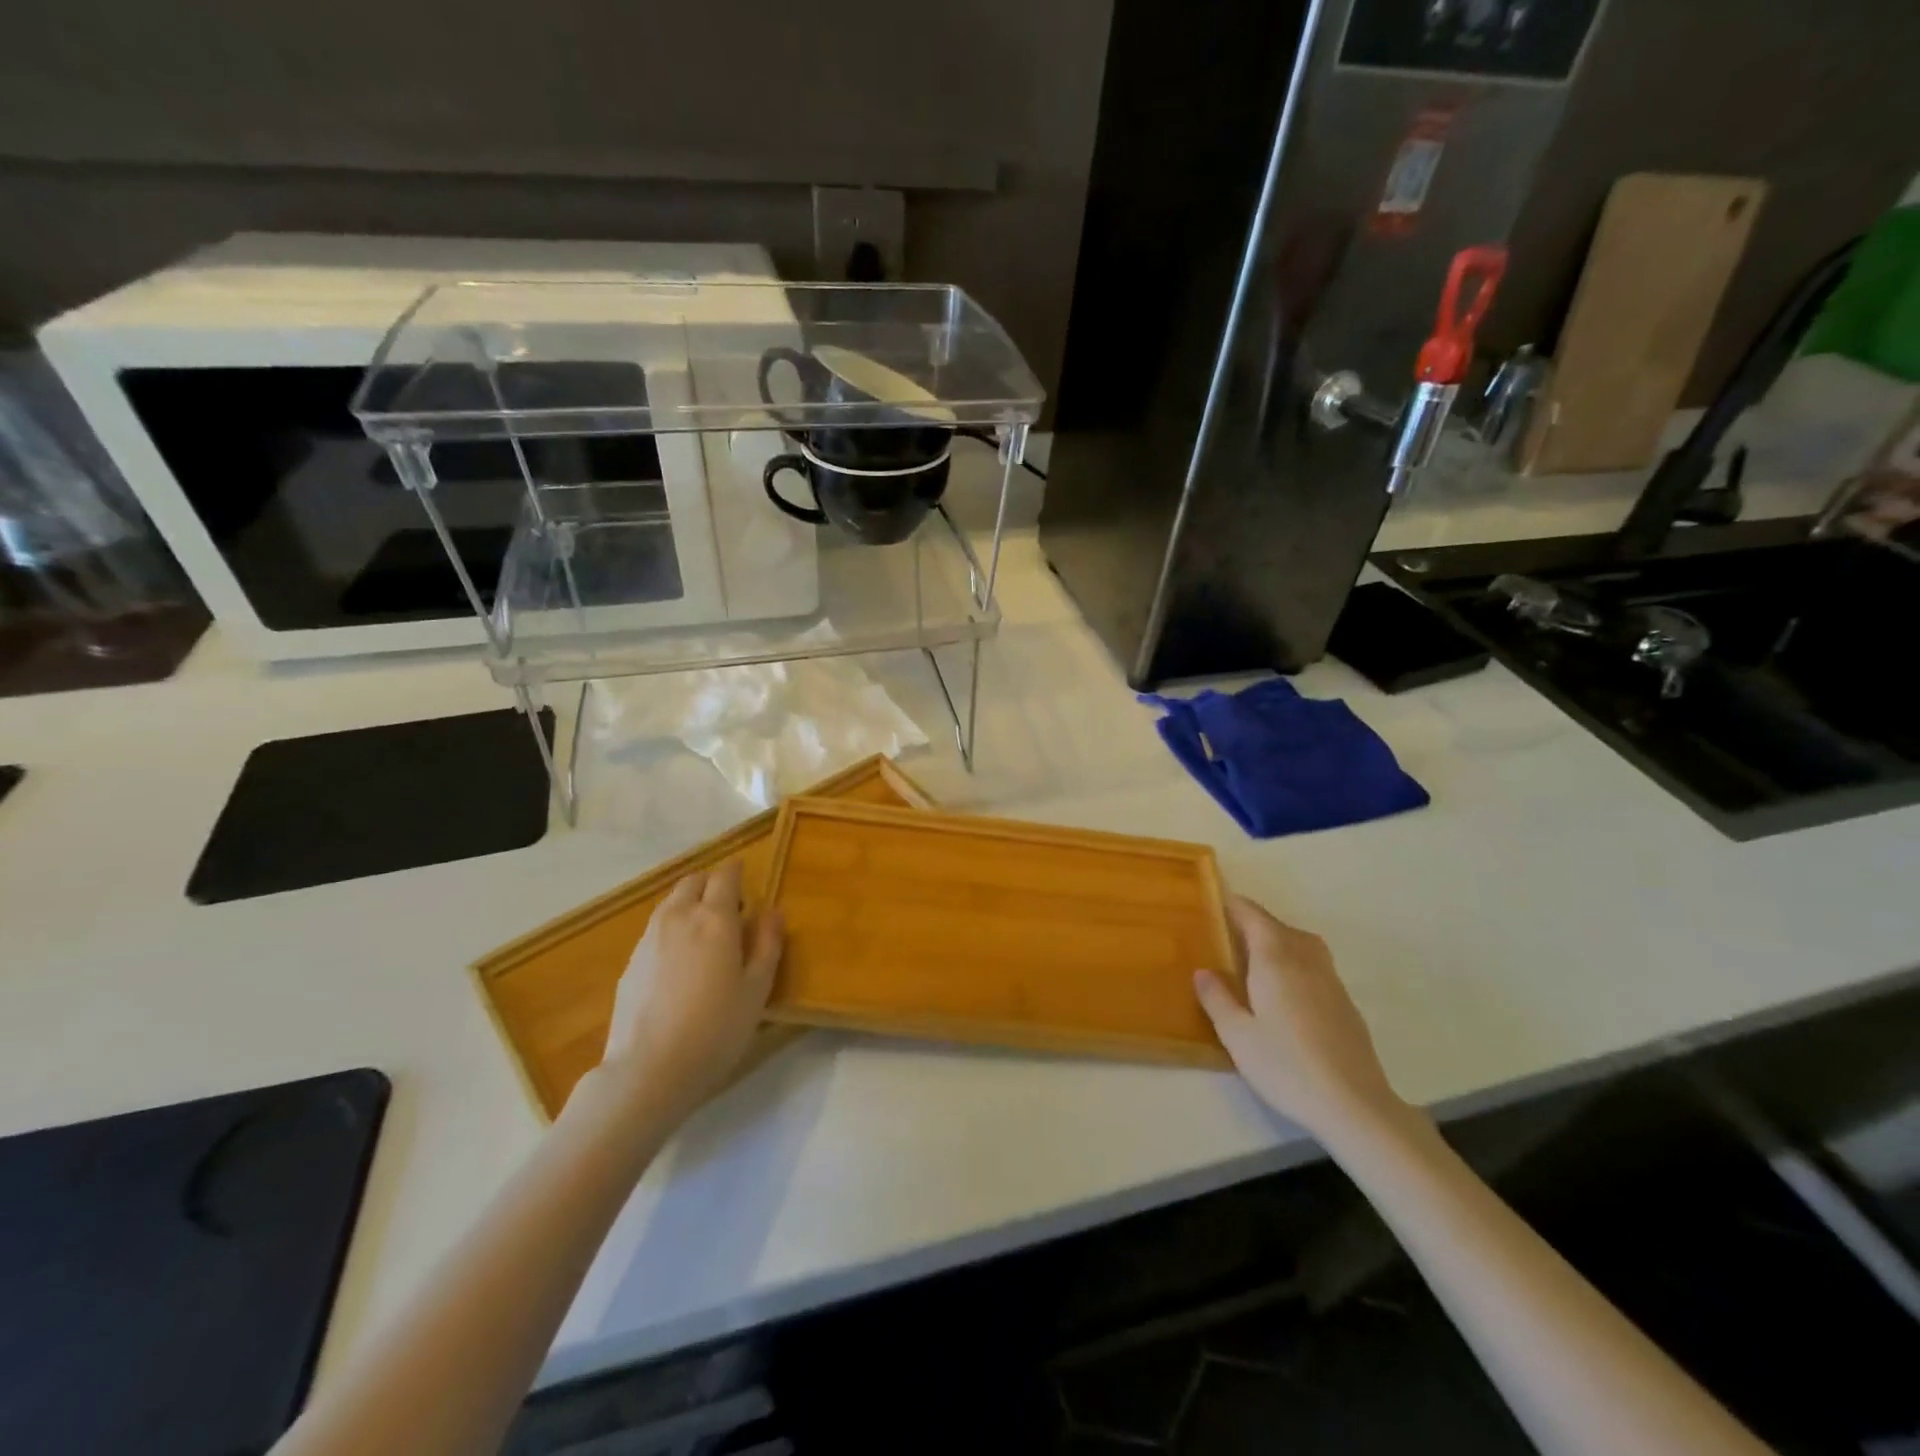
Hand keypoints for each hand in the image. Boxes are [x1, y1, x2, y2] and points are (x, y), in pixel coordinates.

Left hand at [601, 860, 782, 1116]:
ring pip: (671, 903)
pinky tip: (680, 966)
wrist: (649, 1069)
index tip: (748, 883)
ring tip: (705, 938)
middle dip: (712, 885)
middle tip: (730, 912)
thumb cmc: (716, 1028)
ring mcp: (649, 938)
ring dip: (690, 905)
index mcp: (715, 918)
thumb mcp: (757, 989)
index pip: (725, 876)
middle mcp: (679, 917)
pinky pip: (656, 929)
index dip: (737, 873)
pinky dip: (672, 930)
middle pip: (693, 881)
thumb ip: (768, 944)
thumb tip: (773, 912)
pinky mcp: (631, 962)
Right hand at [1195, 896, 1405, 1139]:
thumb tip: (1203, 971)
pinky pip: (1315, 965)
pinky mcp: (1345, 1003)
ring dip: (1278, 940)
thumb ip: (1217, 999)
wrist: (1354, 1105)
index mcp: (1275, 959)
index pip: (1253, 916)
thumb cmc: (1286, 1066)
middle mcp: (1304, 960)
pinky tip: (1286, 991)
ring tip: (1257, 957)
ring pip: (1302, 944)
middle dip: (1253, 923)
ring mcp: (1330, 980)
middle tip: (1227, 934)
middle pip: (1278, 927)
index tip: (1215, 901)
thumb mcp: (1237, 1035)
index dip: (1234, 906)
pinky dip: (1296, 962)